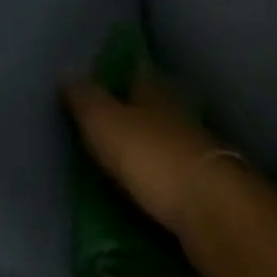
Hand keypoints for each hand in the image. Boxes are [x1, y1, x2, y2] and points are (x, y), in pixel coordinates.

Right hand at [62, 70, 236, 237]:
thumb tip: (67, 70)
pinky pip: (174, 165)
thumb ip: (87, 100)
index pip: (137, 69)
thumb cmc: (151, 156)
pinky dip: (161, 167)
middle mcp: (178, 110)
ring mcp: (195, 145)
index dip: (121, 68)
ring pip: (167, 131)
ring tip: (126, 146)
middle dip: (136, 103)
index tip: (104, 71)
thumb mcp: (107, 124)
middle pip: (154, 100)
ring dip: (150, 136)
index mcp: (156, 90)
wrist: (209, 207)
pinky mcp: (203, 180)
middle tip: (111, 110)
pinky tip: (149, 177)